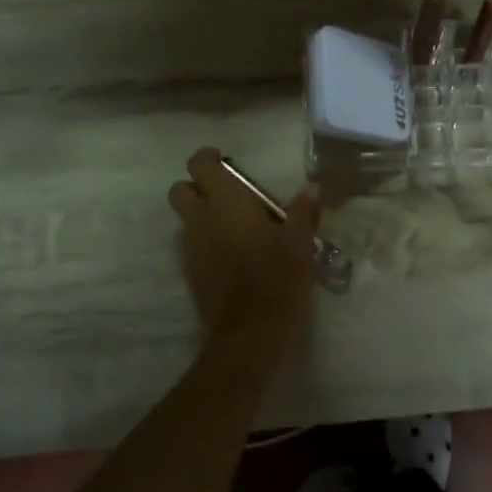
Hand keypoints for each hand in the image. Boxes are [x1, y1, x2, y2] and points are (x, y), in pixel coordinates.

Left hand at [168, 148, 319, 351]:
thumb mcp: (299, 243)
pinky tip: (232, 256)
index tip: (226, 161)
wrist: (249, 333)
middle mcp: (200, 219)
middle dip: (197, 187)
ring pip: (185, 220)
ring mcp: (191, 247)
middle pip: (180, 190)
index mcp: (226, 202)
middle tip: (228, 196)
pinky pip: (192, 245)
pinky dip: (206, 242)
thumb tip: (311, 188)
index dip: (209, 158)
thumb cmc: (278, 279)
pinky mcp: (190, 273)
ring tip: (235, 229)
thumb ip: (303, 212)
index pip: (200, 165)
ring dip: (202, 216)